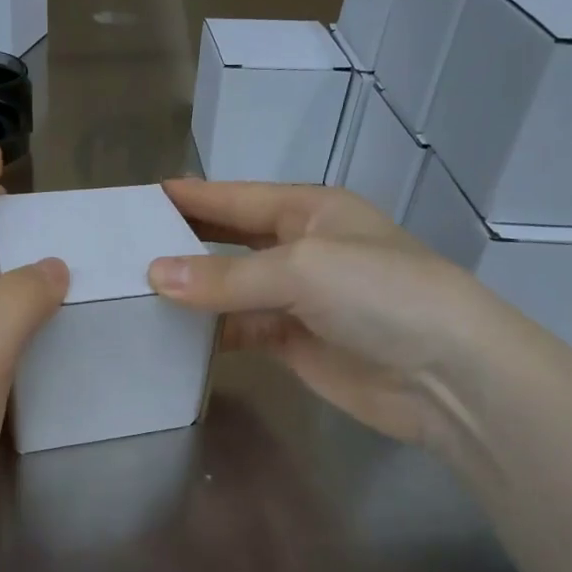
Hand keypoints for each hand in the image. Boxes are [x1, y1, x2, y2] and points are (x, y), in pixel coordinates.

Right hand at [147, 179, 530, 448]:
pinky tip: (174, 335)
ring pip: (232, 289)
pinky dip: (212, 332)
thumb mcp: (302, 268)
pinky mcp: (296, 344)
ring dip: (193, 291)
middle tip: (125, 246)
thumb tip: (154, 276)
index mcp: (311, 210)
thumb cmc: (381, 294)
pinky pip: (242, 330)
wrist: (445, 374)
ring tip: (134, 291)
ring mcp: (299, 300)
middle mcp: (302, 249)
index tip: (140, 198)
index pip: (237, 198)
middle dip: (186, 241)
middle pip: (231, 240)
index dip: (192, 197)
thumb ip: (227, 274)